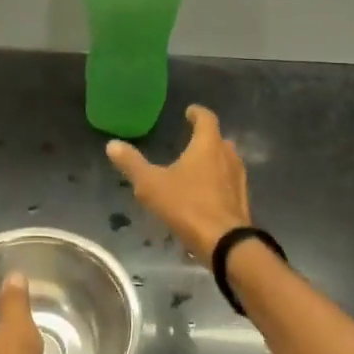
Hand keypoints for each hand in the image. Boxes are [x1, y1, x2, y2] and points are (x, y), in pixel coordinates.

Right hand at [105, 105, 251, 267]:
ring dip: (214, 161)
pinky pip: (229, 184)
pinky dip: (218, 183)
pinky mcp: (241, 201)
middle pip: (219, 140)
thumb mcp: (151, 185)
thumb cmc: (187, 206)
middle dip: (206, 138)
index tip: (190, 112)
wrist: (224, 242)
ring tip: (197, 168)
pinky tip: (206, 195)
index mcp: (208, 145)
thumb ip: (132, 164)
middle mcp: (228, 156)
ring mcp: (238, 179)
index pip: (206, 119)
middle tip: (191, 141)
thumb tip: (112, 144)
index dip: (197, 113)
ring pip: (226, 162)